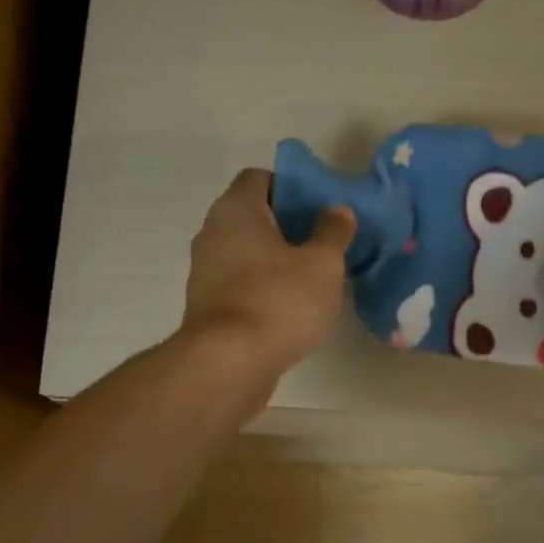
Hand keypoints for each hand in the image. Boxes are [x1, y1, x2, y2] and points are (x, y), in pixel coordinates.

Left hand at [181, 168, 356, 377]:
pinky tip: (292, 308)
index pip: (259, 178)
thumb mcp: (322, 264)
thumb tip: (338, 210)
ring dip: (276, 261)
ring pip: (246, 254)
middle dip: (287, 226)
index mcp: (235, 210)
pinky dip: (264, 289)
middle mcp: (212, 234)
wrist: (230, 364)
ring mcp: (205, 273)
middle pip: (253, 217)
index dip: (291, 187)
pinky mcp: (208, 309)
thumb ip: (332, 232)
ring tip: (313, 278)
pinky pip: (241, 285)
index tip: (320, 208)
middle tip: (324, 242)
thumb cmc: (279, 300)